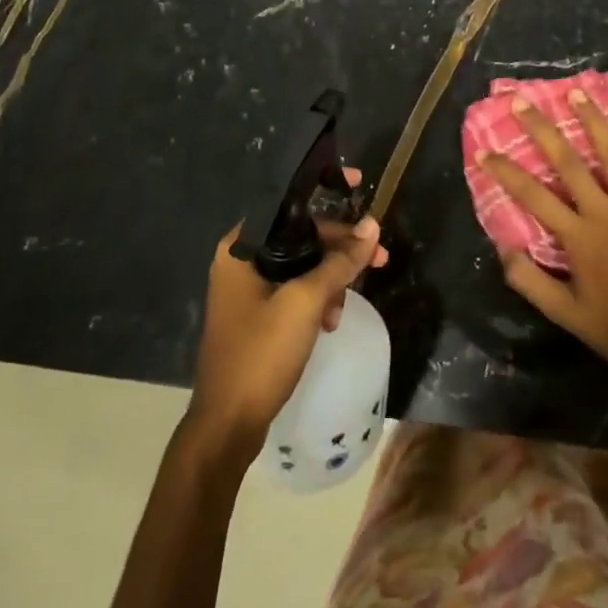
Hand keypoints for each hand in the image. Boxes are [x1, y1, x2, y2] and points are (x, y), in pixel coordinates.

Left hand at [184, 168, 387, 459]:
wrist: (228, 423)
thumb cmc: (261, 353)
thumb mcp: (306, 303)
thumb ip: (339, 262)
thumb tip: (372, 227)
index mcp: (241, 248)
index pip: (287, 202)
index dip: (323, 188)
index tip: (356, 183)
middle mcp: (240, 260)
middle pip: (299, 235)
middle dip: (339, 246)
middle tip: (380, 257)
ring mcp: (247, 289)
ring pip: (301, 265)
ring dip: (330, 278)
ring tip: (346, 305)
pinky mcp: (257, 314)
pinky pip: (294, 290)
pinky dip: (316, 299)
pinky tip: (330, 322)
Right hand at [481, 93, 607, 393]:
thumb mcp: (566, 315)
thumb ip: (531, 282)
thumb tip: (504, 247)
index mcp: (579, 237)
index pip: (534, 196)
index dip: (506, 171)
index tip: (485, 151)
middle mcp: (607, 213)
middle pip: (570, 163)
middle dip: (543, 130)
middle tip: (524, 102)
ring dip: (596, 123)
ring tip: (580, 93)